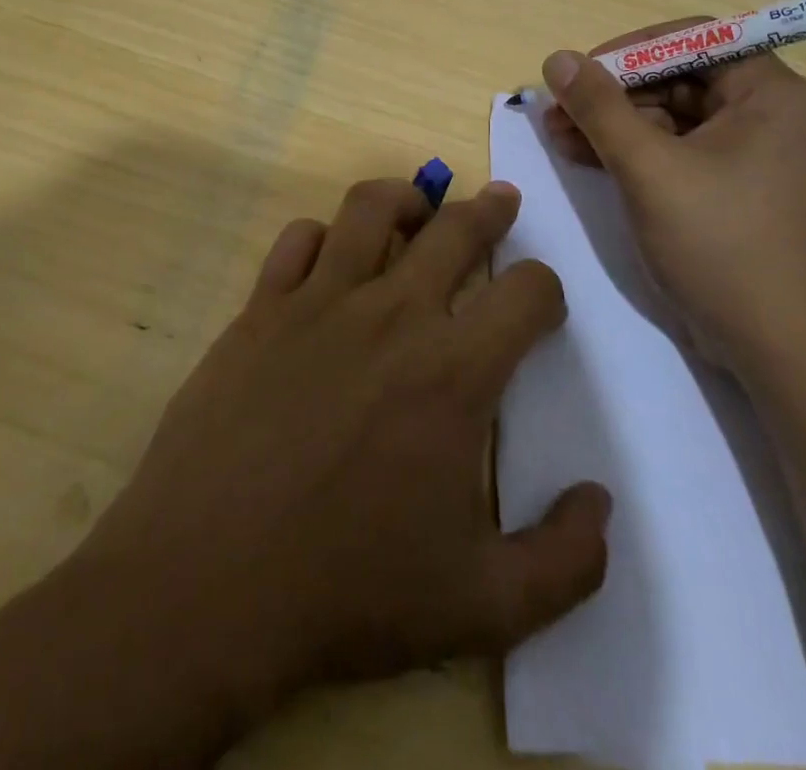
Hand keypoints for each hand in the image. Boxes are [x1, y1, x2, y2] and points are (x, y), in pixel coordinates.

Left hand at [74, 177, 611, 720]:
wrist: (206, 583)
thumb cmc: (347, 591)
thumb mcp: (483, 606)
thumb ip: (565, 562)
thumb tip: (599, 503)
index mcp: (453, 371)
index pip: (527, 293)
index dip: (546, 290)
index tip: (540, 306)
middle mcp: (391, 314)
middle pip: (456, 230)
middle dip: (490, 211)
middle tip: (501, 200)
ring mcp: (319, 301)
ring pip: (371, 209)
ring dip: (406, 198)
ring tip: (419, 207)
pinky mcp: (261, 309)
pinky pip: (296, 240)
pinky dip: (322, 236)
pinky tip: (329, 256)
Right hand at [540, 24, 805, 378]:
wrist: (777, 348)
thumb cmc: (720, 243)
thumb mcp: (649, 168)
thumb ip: (600, 108)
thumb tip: (558, 58)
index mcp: (769, 94)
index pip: (695, 40)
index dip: (632, 50)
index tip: (583, 72)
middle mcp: (768, 115)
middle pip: (679, 79)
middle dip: (614, 93)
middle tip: (559, 109)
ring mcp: (751, 157)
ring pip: (672, 118)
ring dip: (615, 124)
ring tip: (558, 136)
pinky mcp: (734, 191)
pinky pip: (678, 152)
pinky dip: (633, 153)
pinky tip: (584, 158)